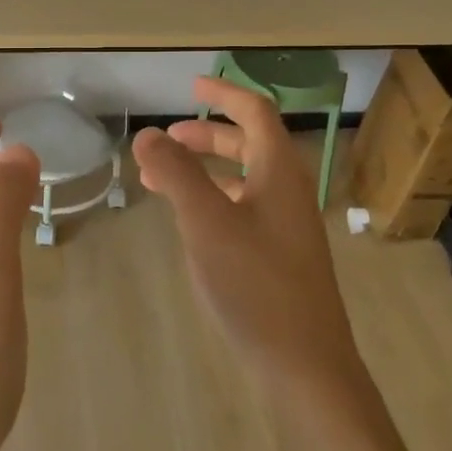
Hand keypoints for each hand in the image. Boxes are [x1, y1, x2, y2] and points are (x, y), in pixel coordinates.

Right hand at [133, 78, 364, 396]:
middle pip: (251, 144)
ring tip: (162, 178)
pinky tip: (189, 220)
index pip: (255, 112)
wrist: (304, 364)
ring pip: (245, 179)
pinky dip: (214, 200)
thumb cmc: (255, 284)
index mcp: (279, 171)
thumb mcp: (206, 223)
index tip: (192, 85)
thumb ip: (176, 173)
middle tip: (169, 138)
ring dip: (207, 169)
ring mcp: (288, 225)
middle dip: (208, 134)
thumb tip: (147, 133)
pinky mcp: (281, 255)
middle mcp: (289, 191)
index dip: (224, 94)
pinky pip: (245, 208)